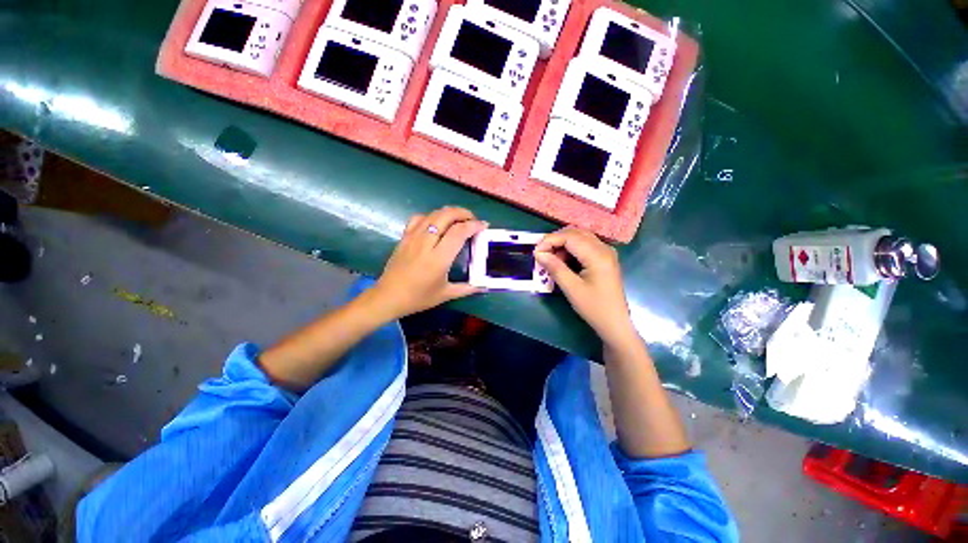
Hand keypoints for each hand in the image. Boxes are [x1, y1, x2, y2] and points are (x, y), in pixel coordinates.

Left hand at [370, 207, 486, 320]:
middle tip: (473, 220)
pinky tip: (436, 223)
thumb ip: (467, 288)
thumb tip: (483, 286)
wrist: (388, 297)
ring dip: (449, 212)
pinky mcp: (404, 237)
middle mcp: (426, 243)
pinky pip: (418, 218)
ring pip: (433, 214)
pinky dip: (431, 216)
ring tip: (458, 219)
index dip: (474, 225)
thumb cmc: (418, 297)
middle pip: (446, 215)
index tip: (484, 226)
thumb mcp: (445, 294)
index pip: (459, 232)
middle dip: (463, 213)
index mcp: (438, 258)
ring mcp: (413, 237)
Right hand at [535, 227, 637, 347]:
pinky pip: (584, 245)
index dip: (550, 240)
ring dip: (562, 244)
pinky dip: (570, 249)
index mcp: (598, 255)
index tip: (536, 252)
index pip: (570, 237)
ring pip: (579, 237)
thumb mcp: (571, 288)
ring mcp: (605, 252)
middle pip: (575, 233)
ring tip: (550, 259)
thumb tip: (538, 253)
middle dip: (555, 240)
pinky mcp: (603, 258)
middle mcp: (603, 248)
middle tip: (541, 254)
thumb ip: (555, 268)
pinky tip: (562, 261)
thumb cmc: (594, 307)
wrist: (615, 323)